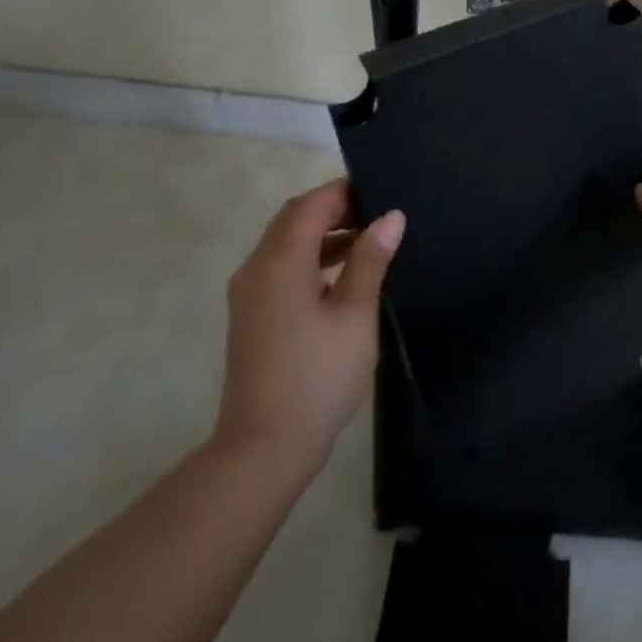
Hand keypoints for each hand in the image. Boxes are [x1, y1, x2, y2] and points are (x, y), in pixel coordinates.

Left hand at [213, 179, 404, 479]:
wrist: (262, 451)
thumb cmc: (316, 378)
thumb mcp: (355, 316)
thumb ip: (370, 260)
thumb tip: (391, 217)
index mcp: (280, 261)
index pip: (312, 204)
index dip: (345, 191)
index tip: (382, 191)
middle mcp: (257, 267)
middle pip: (295, 217)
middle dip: (335, 208)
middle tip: (378, 213)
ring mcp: (250, 292)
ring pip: (287, 242)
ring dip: (324, 233)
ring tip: (369, 239)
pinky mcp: (252, 314)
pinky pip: (282, 266)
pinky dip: (311, 257)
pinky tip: (344, 274)